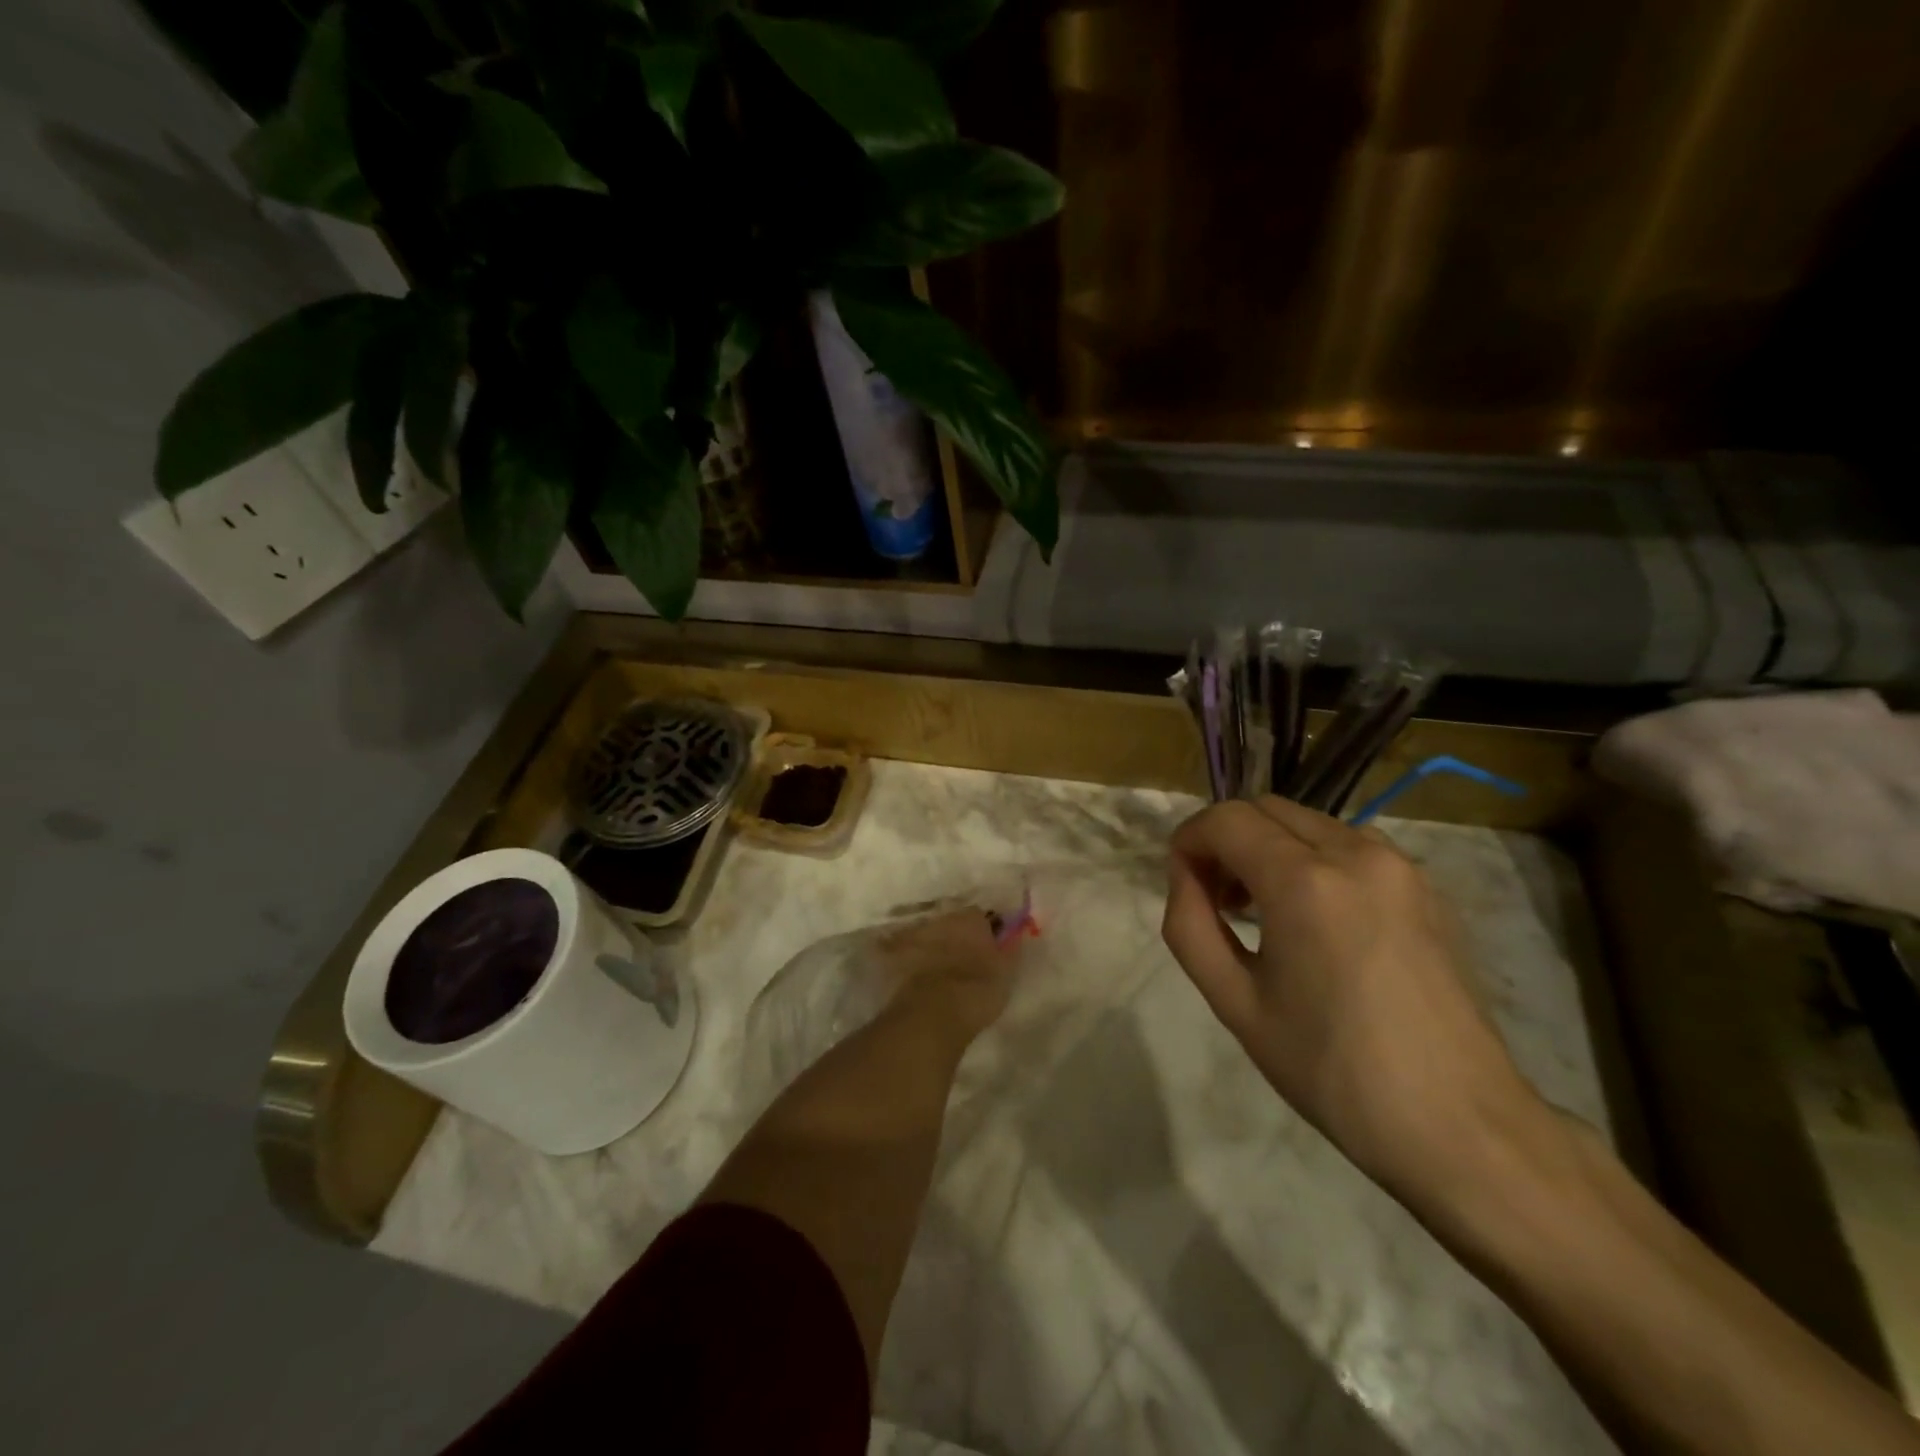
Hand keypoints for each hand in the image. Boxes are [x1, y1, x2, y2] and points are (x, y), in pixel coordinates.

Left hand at [878, 909, 1016, 1044]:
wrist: (933, 1013)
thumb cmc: (978, 990)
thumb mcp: (1007, 971)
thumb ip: (1009, 949)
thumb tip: (1013, 936)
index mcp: (970, 918)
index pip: (981, 916)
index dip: (985, 932)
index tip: (989, 948)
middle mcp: (940, 919)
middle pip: (951, 924)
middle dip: (956, 937)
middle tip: (963, 959)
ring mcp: (914, 936)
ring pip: (927, 937)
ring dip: (933, 948)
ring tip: (939, 972)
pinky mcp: (893, 956)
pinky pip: (901, 954)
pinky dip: (907, 961)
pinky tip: (913, 977)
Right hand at [1162, 797, 1547, 1201]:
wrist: (1459, 1126)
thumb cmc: (1332, 1069)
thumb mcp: (1234, 1002)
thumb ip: (1190, 924)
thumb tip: (1186, 876)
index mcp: (1306, 881)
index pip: (1226, 820)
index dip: (1189, 840)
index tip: (1180, 882)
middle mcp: (1356, 853)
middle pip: (1266, 809)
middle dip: (1227, 840)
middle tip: (1215, 899)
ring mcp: (1400, 866)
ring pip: (1308, 823)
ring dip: (1269, 847)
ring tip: (1262, 911)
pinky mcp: (1427, 887)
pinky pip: (1349, 846)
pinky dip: (1312, 860)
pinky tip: (1313, 920)